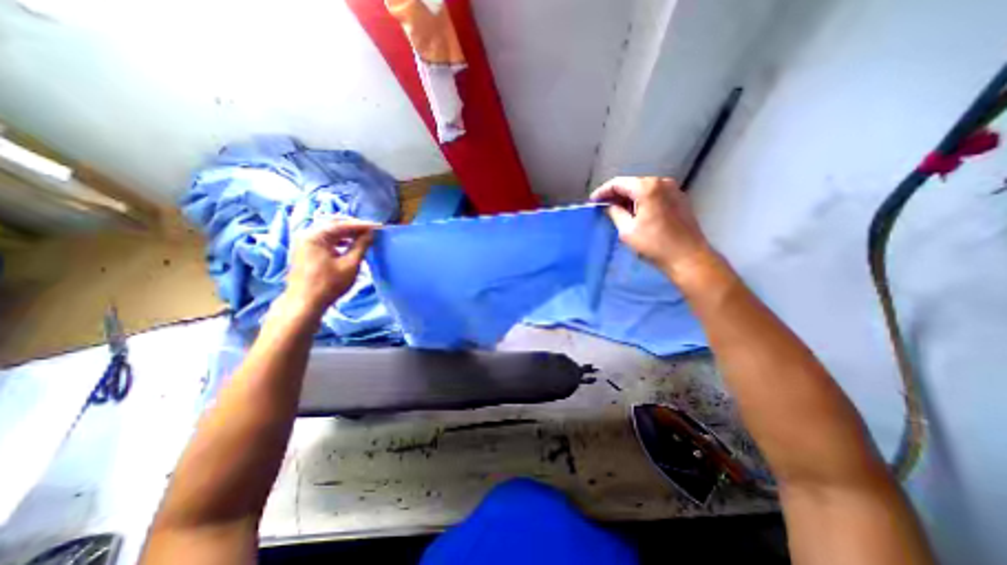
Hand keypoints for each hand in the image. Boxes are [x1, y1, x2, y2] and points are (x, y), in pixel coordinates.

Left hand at [281, 219, 374, 318]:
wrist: (305, 303)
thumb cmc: (329, 284)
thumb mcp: (350, 264)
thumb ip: (361, 246)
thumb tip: (370, 234)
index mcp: (316, 235)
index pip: (343, 224)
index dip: (362, 225)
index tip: (378, 226)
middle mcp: (307, 235)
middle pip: (334, 225)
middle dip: (354, 227)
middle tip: (371, 231)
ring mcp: (304, 243)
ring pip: (329, 232)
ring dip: (346, 234)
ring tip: (363, 238)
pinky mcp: (305, 251)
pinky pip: (324, 240)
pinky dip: (338, 240)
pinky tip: (348, 246)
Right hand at [592, 177, 714, 280]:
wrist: (688, 258)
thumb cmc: (654, 245)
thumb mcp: (627, 230)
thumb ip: (615, 213)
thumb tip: (609, 206)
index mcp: (647, 188)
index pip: (618, 183)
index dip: (603, 192)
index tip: (593, 202)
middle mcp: (662, 182)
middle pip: (632, 183)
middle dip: (616, 194)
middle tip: (603, 207)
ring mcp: (674, 190)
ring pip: (644, 189)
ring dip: (629, 198)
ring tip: (617, 211)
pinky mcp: (680, 200)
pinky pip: (655, 195)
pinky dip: (642, 201)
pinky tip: (635, 213)